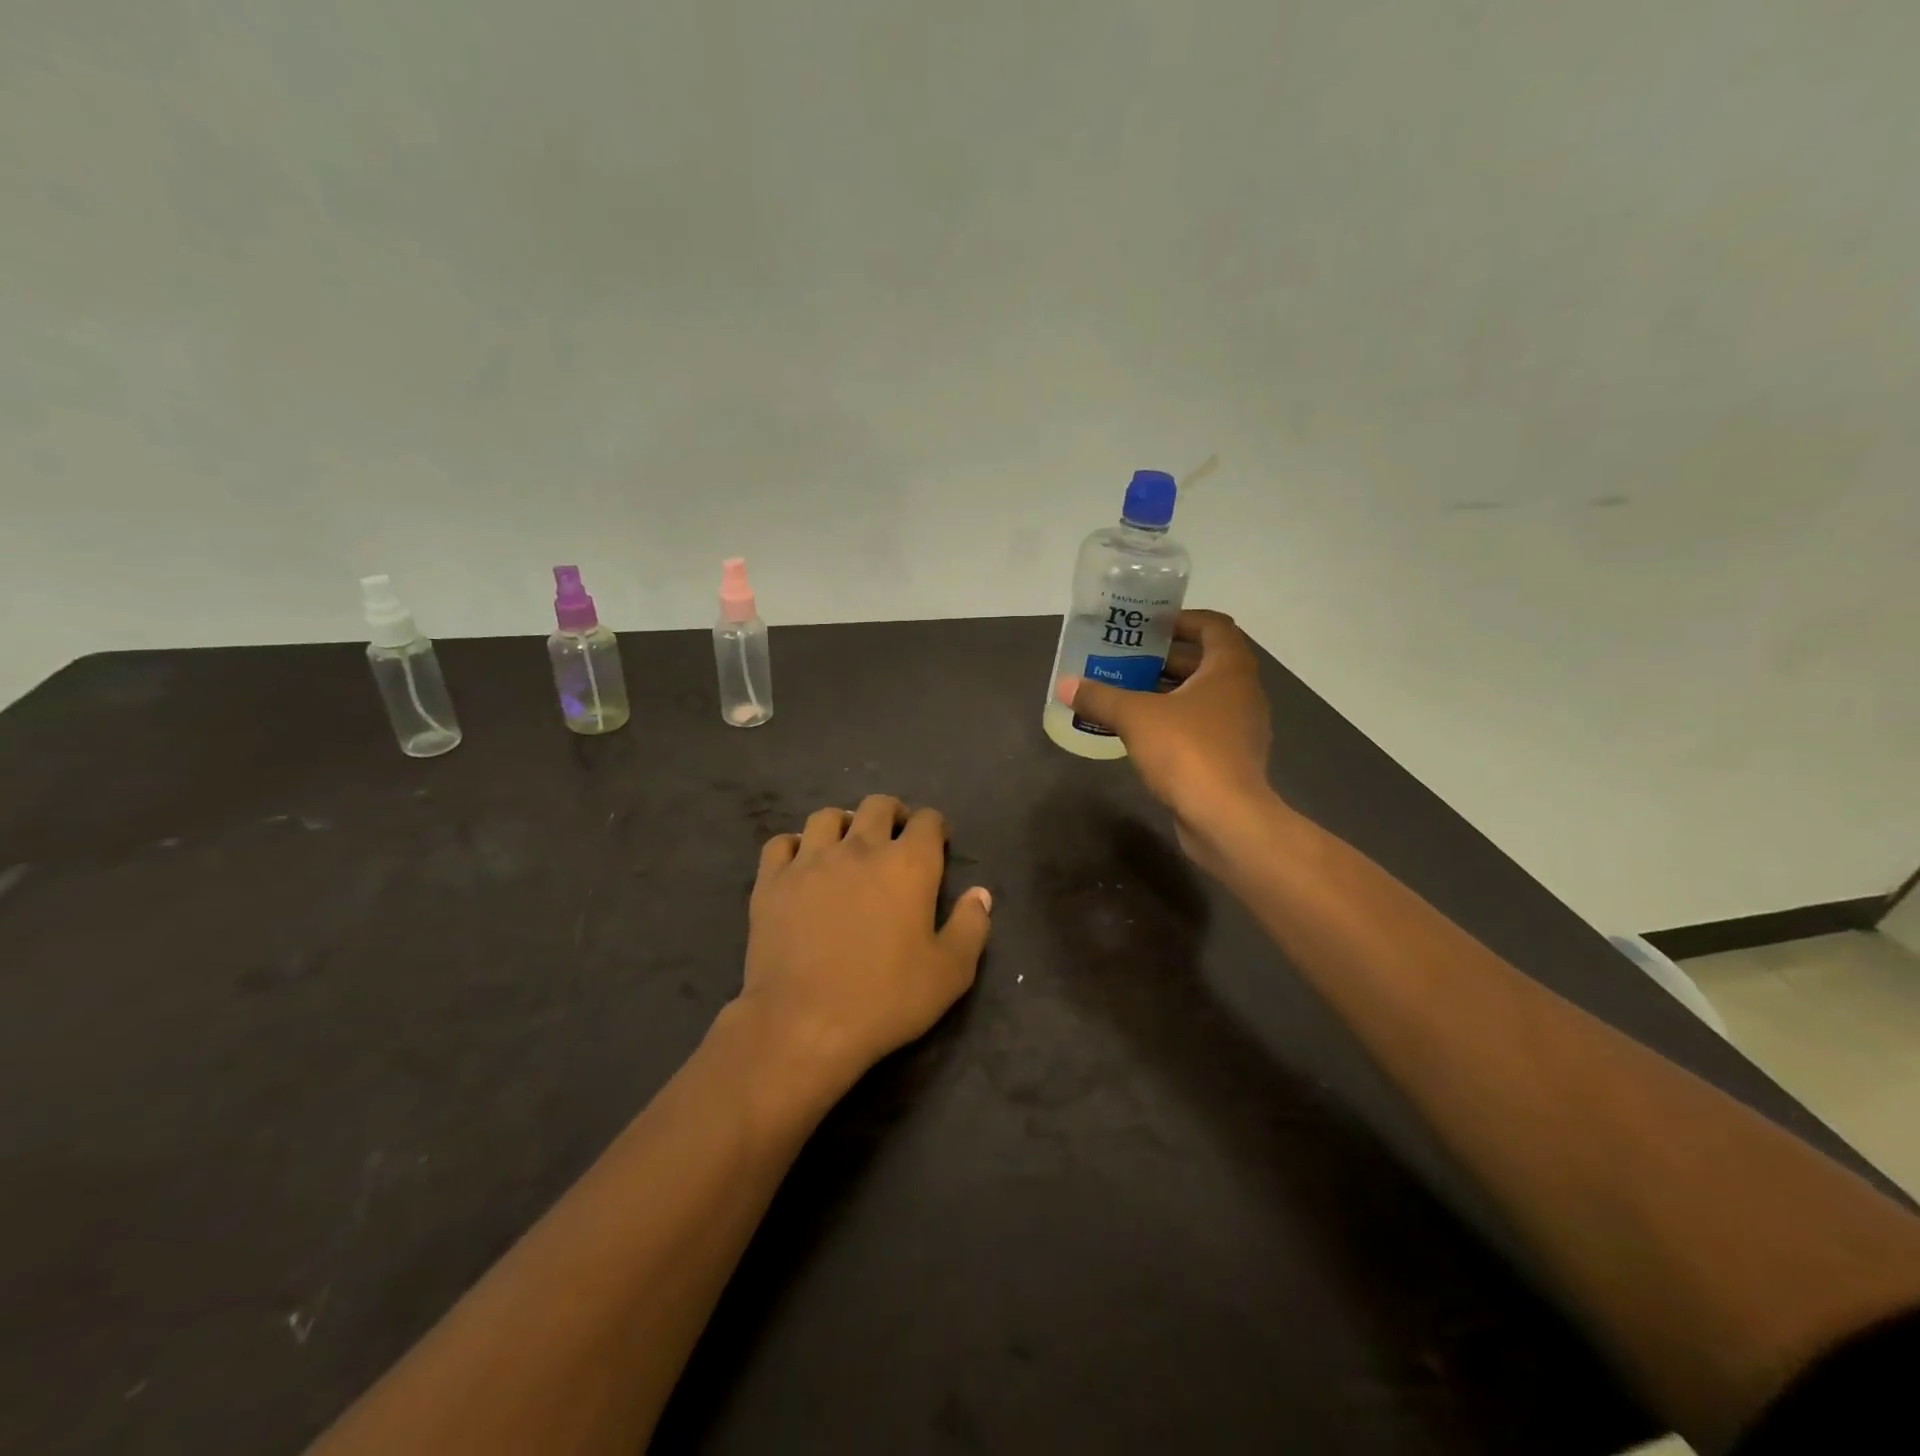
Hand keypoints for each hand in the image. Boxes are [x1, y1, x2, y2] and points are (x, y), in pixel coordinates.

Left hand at [736, 795, 992, 1096]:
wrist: (804, 1024)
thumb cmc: (885, 999)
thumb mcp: (950, 973)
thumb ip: (971, 926)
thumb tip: (980, 894)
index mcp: (909, 864)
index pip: (927, 820)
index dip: (934, 827)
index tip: (936, 844)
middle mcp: (860, 848)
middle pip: (878, 805)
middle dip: (893, 814)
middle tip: (894, 838)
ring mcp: (810, 860)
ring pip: (827, 816)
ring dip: (843, 824)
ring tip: (846, 846)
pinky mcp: (772, 880)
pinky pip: (781, 842)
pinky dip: (794, 846)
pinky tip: (801, 865)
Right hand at [1057, 609, 1274, 864]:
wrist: (1226, 818)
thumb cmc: (1187, 751)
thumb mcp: (1135, 717)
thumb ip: (1100, 698)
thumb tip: (1064, 685)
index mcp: (1230, 669)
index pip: (1213, 626)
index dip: (1182, 620)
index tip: (1149, 626)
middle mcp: (1242, 692)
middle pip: (1205, 662)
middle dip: (1165, 658)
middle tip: (1126, 660)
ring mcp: (1241, 728)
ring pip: (1203, 697)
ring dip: (1168, 691)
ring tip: (1128, 692)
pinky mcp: (1232, 758)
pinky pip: (1202, 726)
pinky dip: (1176, 721)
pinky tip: (1142, 732)